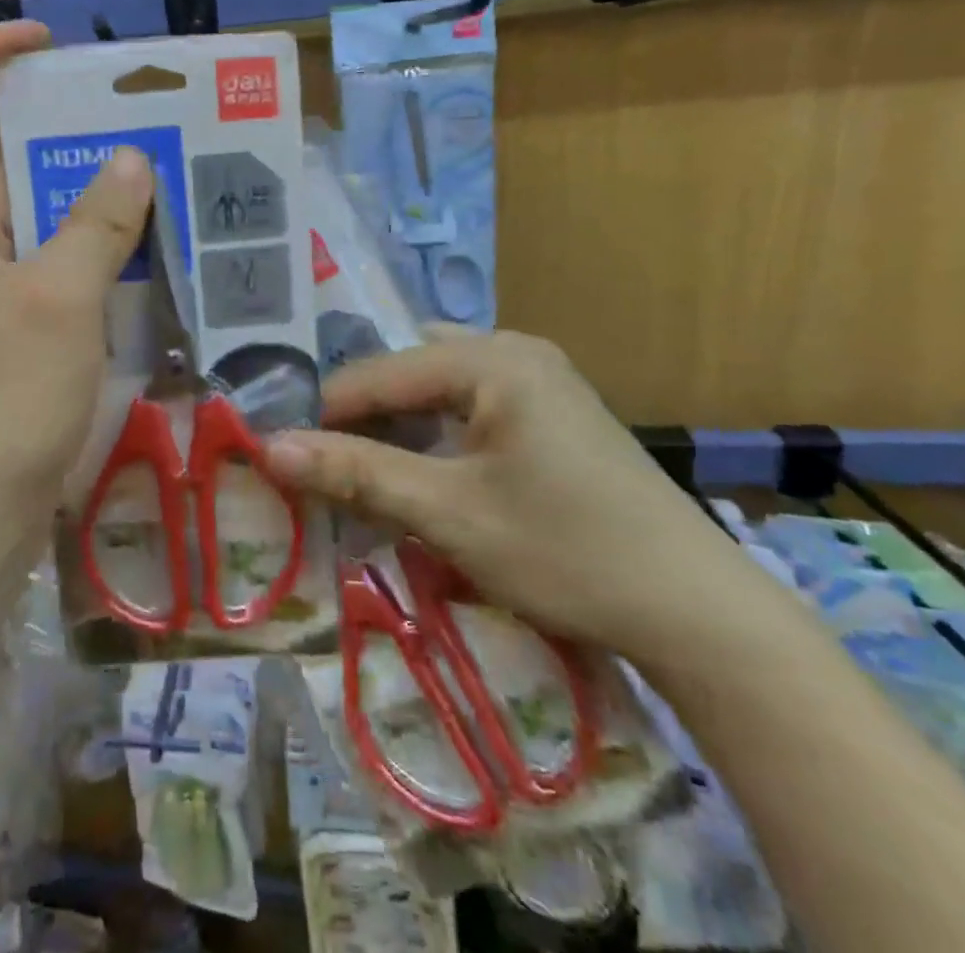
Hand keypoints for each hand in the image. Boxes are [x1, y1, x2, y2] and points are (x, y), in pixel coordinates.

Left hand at [0, 22, 152, 561]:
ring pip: (31, 218)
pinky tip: (147, 250)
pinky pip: (49, 267)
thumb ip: (96, 225)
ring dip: (85, 197)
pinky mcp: (6, 330)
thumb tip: (131, 158)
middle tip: (134, 117)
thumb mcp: (57, 303)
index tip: (41, 41)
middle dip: (58, 131)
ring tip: (158, 174)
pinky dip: (90, 251)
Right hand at [265, 331, 765, 668]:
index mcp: (491, 358)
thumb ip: (356, 473)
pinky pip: (469, 409)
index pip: (376, 374)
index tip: (280, 457)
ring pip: (435, 392)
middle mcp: (514, 351)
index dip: (322, 416)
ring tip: (358, 473)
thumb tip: (267, 448)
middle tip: (317, 468)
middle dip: (360, 421)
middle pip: (406, 376)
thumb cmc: (567, 552)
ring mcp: (539, 380)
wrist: (698, 613)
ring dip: (396, 431)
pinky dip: (434, 437)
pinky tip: (420, 475)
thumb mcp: (449, 513)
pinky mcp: (551, 413)